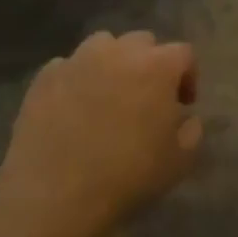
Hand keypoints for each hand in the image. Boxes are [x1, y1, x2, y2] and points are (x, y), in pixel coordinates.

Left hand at [0, 30, 201, 236]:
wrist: (55, 194)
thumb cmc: (127, 176)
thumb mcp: (179, 161)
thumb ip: (192, 131)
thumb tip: (186, 117)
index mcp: (157, 66)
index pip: (184, 54)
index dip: (188, 76)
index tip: (183, 104)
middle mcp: (119, 52)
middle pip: (143, 42)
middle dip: (150, 63)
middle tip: (146, 97)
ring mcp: (78, 60)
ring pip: (103, 45)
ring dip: (112, 62)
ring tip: (107, 94)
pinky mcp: (45, 77)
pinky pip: (68, 66)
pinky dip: (76, 79)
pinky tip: (73, 107)